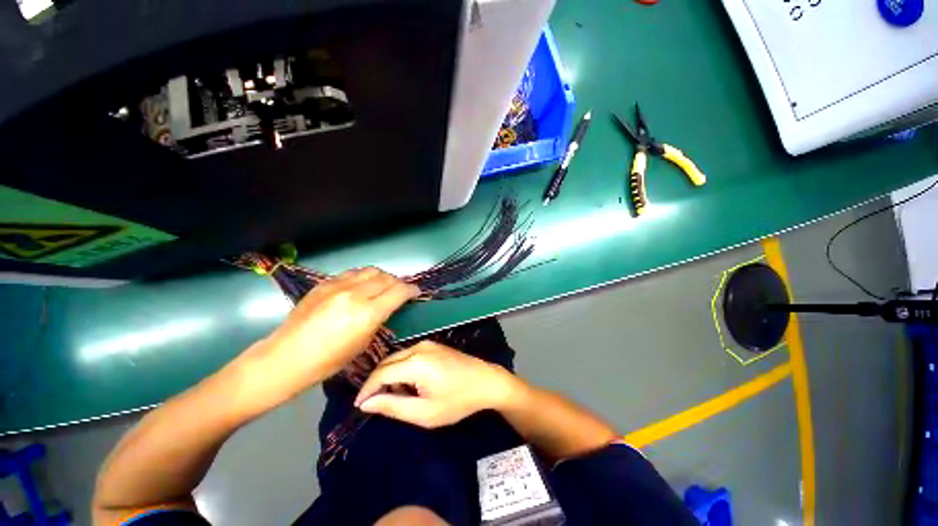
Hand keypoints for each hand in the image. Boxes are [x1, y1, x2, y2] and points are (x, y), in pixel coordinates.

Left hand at [238, 268, 419, 405]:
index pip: (399, 291)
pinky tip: (360, 287)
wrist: (286, 358)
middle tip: (400, 291)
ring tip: (382, 286)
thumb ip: (378, 319)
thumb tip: (388, 306)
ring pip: (370, 271)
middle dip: (398, 283)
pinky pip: (352, 273)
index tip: (416, 292)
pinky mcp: (324, 284)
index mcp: (367, 313)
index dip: (411, 290)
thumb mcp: (362, 343)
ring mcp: (338, 286)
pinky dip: (363, 277)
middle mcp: (355, 294)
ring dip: (382, 277)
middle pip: (387, 278)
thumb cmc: (328, 361)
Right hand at [353, 341, 524, 427]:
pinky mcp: (433, 345)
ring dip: (391, 376)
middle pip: (387, 363)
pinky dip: (403, 370)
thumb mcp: (424, 412)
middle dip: (378, 382)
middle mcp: (419, 347)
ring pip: (397, 358)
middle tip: (378, 403)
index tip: (359, 405)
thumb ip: (393, 406)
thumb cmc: (457, 401)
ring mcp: (427, 344)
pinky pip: (408, 356)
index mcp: (416, 362)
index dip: (367, 389)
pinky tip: (412, 385)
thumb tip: (367, 403)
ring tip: (400, 396)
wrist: (485, 381)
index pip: (381, 373)